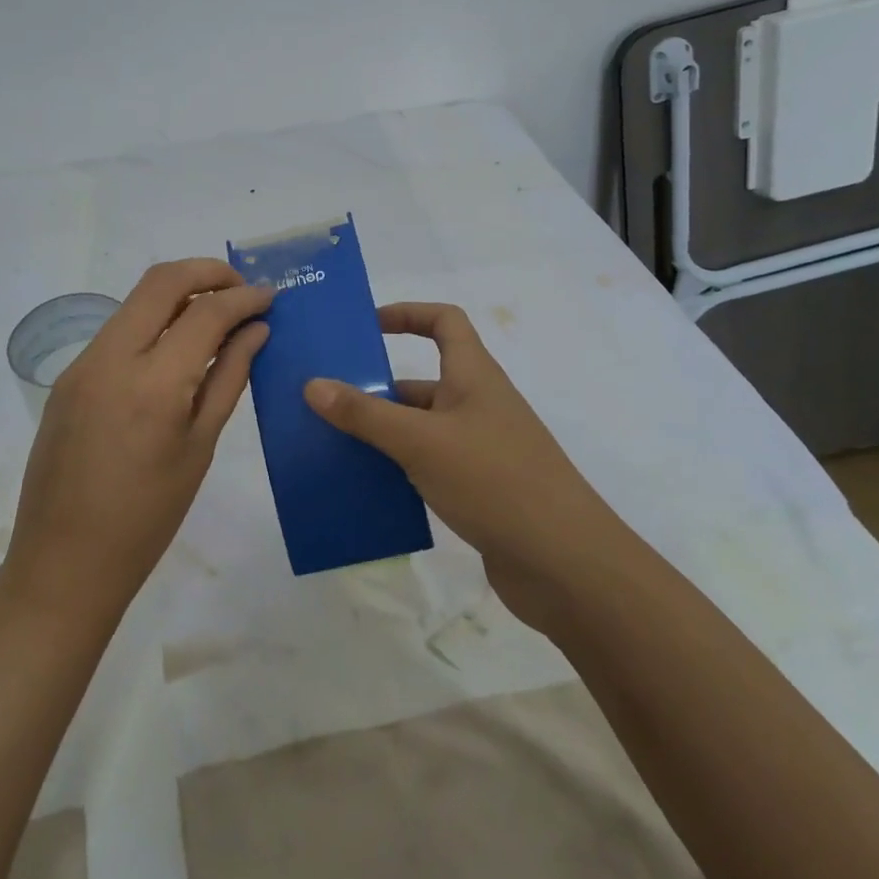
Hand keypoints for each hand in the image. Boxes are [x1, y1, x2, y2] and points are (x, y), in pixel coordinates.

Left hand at [3, 259, 271, 623]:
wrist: (63, 563)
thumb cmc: (147, 518)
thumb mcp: (200, 447)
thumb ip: (229, 378)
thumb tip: (255, 330)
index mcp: (152, 383)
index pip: (205, 312)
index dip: (243, 297)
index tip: (270, 297)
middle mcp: (110, 358)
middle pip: (161, 281)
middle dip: (207, 272)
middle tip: (241, 290)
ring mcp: (82, 364)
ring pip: (136, 301)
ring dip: (179, 294)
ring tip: (216, 315)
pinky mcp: (68, 377)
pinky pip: (117, 330)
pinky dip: (153, 323)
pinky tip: (176, 349)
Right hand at [304, 302, 618, 633]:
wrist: (566, 565)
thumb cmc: (495, 481)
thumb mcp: (421, 441)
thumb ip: (365, 414)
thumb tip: (312, 384)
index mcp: (473, 376)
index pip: (444, 322)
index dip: (407, 313)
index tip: (366, 327)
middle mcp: (478, 405)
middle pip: (422, 381)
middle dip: (376, 388)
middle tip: (325, 401)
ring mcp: (481, 450)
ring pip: (421, 429)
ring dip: (382, 434)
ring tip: (331, 446)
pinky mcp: (480, 490)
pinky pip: (428, 467)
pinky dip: (398, 471)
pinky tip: (365, 490)